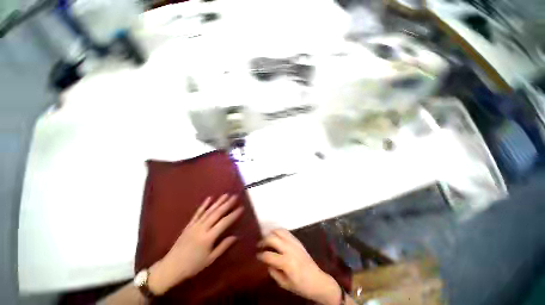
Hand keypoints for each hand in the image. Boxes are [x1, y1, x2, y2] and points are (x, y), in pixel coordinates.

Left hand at [148, 194, 242, 294]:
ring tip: (226, 195)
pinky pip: (197, 213)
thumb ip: (223, 246)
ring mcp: (195, 225)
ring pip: (209, 211)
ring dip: (218, 202)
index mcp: (208, 237)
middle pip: (217, 213)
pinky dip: (204, 205)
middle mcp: (202, 228)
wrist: (170, 267)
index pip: (224, 222)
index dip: (233, 214)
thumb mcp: (210, 259)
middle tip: (235, 196)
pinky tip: (209, 198)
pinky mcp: (189, 225)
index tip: (241, 207)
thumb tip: (235, 237)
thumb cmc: (193, 266)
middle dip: (227, 204)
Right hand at [257, 229, 341, 304]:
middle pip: (272, 238)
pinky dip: (279, 232)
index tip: (257, 256)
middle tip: (260, 245)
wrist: (317, 280)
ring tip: (267, 239)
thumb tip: (267, 262)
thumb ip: (273, 272)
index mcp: (286, 262)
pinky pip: (286, 232)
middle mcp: (289, 249)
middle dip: (263, 241)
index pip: (268, 255)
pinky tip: (277, 238)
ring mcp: (294, 243)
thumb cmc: (301, 286)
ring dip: (271, 233)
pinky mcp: (298, 241)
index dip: (260, 255)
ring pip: (279, 231)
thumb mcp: (284, 284)